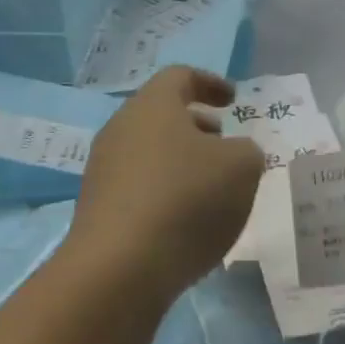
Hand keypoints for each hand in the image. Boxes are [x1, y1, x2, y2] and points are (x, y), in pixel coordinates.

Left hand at [66, 67, 264, 303]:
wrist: (119, 267)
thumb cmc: (186, 200)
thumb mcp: (241, 168)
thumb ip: (246, 151)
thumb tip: (233, 153)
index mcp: (152, 105)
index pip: (180, 76)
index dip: (211, 83)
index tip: (233, 100)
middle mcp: (120, 128)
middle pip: (161, 115)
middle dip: (197, 126)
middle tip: (224, 144)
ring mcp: (103, 169)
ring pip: (149, 151)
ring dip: (181, 160)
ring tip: (211, 187)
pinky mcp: (97, 207)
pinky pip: (138, 186)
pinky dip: (165, 191)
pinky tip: (185, 220)